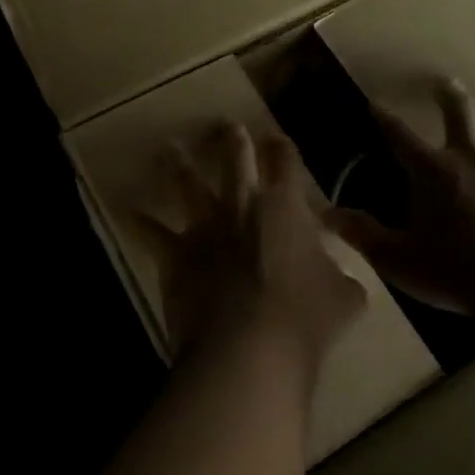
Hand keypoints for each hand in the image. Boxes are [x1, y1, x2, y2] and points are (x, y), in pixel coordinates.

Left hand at [134, 123, 365, 371]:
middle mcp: (242, 206)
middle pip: (235, 161)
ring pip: (188, 186)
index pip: (285, 163)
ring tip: (168, 148)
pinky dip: (140, 222)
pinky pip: (153, 234)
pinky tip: (129, 211)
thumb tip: (345, 281)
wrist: (248, 349)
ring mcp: (205, 228)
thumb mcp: (344, 299)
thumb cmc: (304, 318)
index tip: (276, 139)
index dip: (281, 148)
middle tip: (226, 125)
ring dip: (178, 165)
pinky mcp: (176, 256)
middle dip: (232, 141)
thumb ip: (343, 281)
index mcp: (284, 207)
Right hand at [326, 79, 474, 317]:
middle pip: (460, 111)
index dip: (385, 118)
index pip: (399, 134)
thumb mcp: (397, 259)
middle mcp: (473, 158)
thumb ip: (363, 234)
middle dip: (449, 94)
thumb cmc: (454, 272)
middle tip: (445, 83)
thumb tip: (326, 214)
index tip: (375, 103)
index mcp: (432, 171)